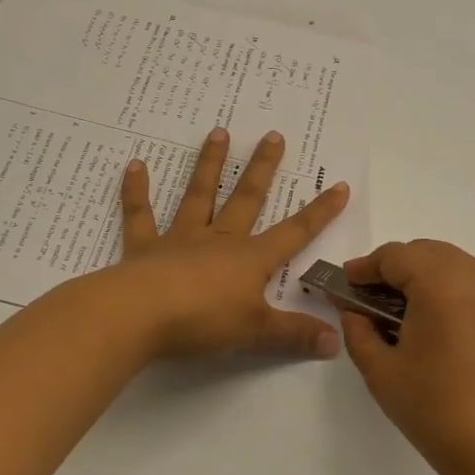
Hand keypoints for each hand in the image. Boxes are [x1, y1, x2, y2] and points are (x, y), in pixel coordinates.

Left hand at [114, 128, 349, 360]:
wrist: (140, 315)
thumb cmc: (203, 320)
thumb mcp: (256, 332)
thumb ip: (295, 334)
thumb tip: (337, 343)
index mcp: (250, 258)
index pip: (295, 232)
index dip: (320, 212)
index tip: (339, 185)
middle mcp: (220, 239)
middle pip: (247, 199)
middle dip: (263, 168)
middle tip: (273, 135)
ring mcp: (181, 239)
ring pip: (200, 195)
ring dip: (210, 164)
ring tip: (218, 132)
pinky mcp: (145, 247)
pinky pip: (141, 214)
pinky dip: (137, 191)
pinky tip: (135, 165)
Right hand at [335, 240, 474, 474]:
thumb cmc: (442, 412)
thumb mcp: (383, 373)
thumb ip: (360, 332)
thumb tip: (356, 312)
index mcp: (442, 280)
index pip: (395, 256)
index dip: (365, 268)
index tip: (346, 285)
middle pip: (428, 254)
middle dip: (397, 271)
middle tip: (372, 301)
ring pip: (458, 269)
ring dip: (428, 281)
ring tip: (408, 318)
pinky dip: (457, 296)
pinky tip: (445, 332)